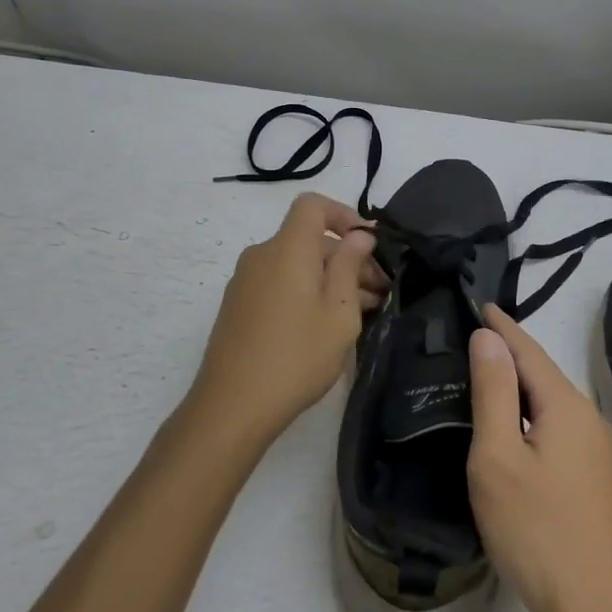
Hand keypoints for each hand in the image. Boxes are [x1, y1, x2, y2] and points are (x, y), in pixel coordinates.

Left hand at [191, 193, 383, 444]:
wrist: (231, 407)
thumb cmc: (296, 356)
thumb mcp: (339, 312)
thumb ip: (350, 266)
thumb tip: (359, 235)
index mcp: (288, 248)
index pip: (313, 205)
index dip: (344, 214)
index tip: (369, 244)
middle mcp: (262, 255)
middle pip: (309, 239)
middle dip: (347, 257)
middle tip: (380, 291)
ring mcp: (245, 281)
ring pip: (296, 264)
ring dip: (330, 278)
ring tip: (361, 312)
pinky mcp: (238, 306)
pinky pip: (279, 282)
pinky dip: (306, 291)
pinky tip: (327, 325)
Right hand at [466, 306, 611, 611]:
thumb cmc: (537, 531)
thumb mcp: (499, 457)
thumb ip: (494, 392)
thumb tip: (488, 338)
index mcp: (566, 406)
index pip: (528, 350)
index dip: (502, 327)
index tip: (480, 304)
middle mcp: (588, 419)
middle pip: (543, 373)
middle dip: (510, 351)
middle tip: (473, 336)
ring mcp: (597, 451)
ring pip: (551, 402)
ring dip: (520, 384)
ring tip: (487, 374)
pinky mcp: (595, 479)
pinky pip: (558, 427)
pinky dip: (531, 413)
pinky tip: (515, 426)